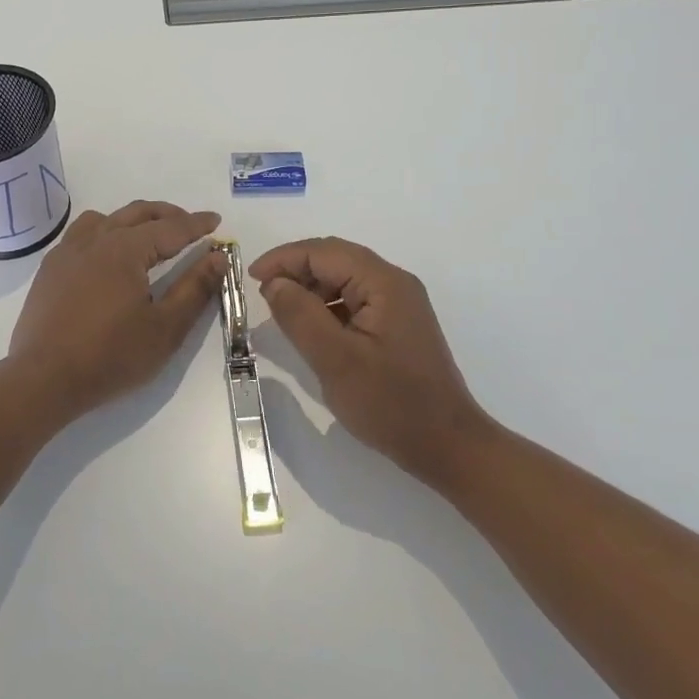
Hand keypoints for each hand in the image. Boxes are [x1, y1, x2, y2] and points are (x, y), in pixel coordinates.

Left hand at [9, 201, 227, 422]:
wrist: (43, 379)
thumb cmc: (110, 356)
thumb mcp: (165, 328)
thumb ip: (195, 289)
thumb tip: (218, 257)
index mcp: (125, 249)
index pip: (170, 228)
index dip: (196, 224)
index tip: (216, 221)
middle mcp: (95, 240)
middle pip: (137, 214)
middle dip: (168, 215)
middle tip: (190, 226)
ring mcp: (68, 252)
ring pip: (106, 218)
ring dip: (134, 220)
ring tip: (149, 236)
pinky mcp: (50, 269)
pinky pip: (81, 234)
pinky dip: (104, 231)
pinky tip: (107, 255)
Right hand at [250, 237, 491, 486]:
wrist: (448, 447)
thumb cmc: (390, 403)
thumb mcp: (335, 360)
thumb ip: (300, 315)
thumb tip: (274, 283)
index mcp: (384, 283)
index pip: (324, 252)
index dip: (284, 259)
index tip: (251, 278)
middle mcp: (394, 283)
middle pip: (335, 258)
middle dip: (295, 269)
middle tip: (263, 292)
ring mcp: (399, 304)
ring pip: (344, 278)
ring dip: (311, 288)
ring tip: (282, 311)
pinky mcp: (398, 325)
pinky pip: (355, 299)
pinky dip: (328, 305)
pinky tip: (312, 328)